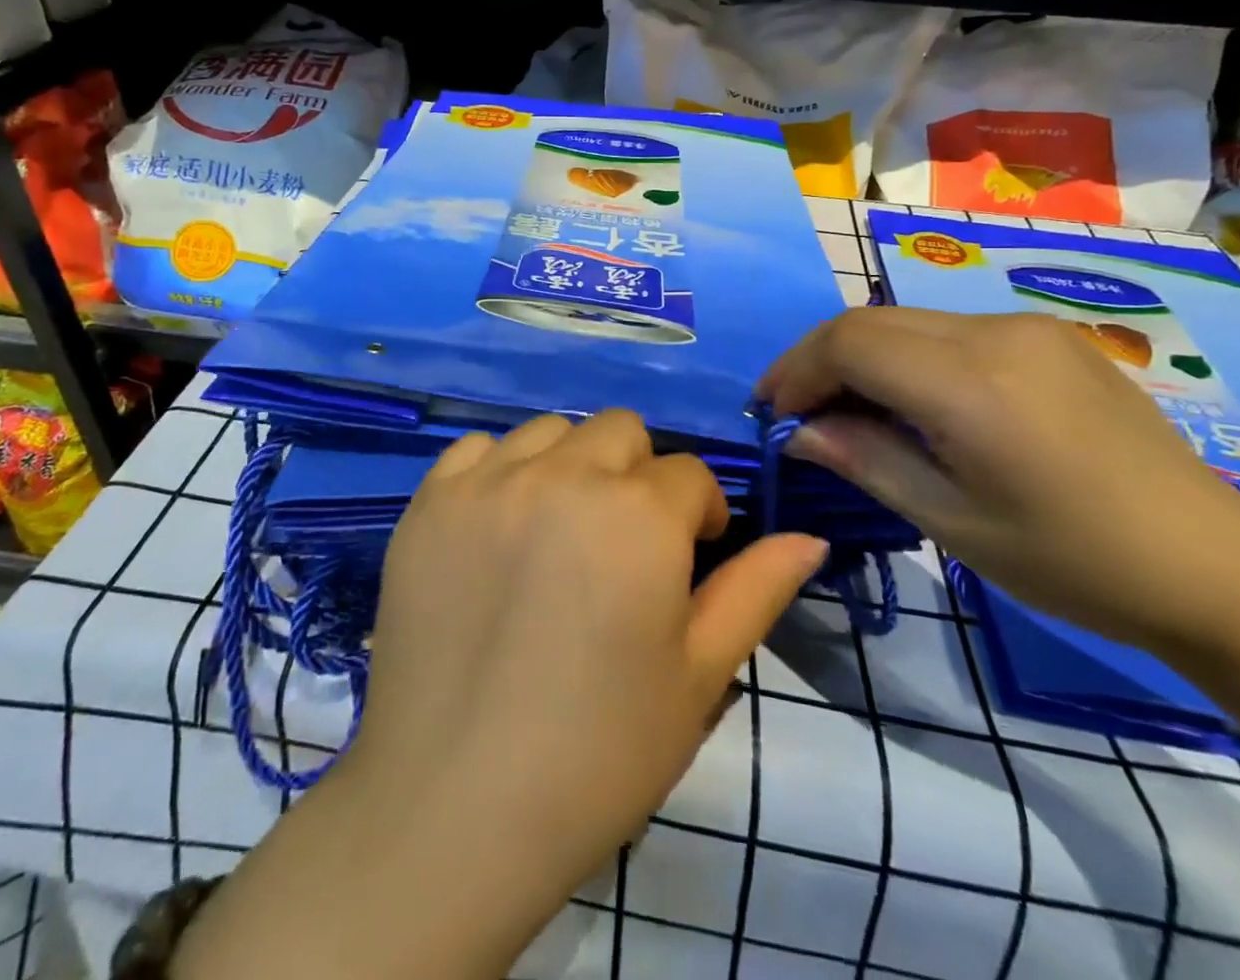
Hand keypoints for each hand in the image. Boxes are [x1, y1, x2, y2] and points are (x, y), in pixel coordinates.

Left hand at [174, 411, 829, 979]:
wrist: (453, 808)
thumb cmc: (597, 753)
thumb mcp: (698, 676)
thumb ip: (756, 591)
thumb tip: (807, 538)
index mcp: (640, 514)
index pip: (690, 474)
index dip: (700, 513)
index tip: (689, 556)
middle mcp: (565, 475)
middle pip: (621, 431)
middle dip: (638, 476)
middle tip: (624, 543)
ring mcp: (490, 482)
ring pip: (551, 431)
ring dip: (571, 465)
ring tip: (560, 532)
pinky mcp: (431, 501)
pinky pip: (476, 448)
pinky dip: (499, 471)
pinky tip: (498, 526)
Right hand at [757, 307, 1239, 650]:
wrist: (1214, 562)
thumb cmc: (1075, 561)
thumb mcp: (953, 523)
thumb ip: (865, 461)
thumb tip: (799, 432)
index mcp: (971, 385)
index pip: (848, 344)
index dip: (796, 371)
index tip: (773, 413)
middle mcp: (995, 333)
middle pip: (869, 321)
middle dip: (818, 360)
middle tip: (798, 412)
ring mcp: (1026, 326)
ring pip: (905, 320)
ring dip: (861, 356)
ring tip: (849, 411)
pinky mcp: (1047, 334)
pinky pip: (948, 329)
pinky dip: (906, 356)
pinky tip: (913, 401)